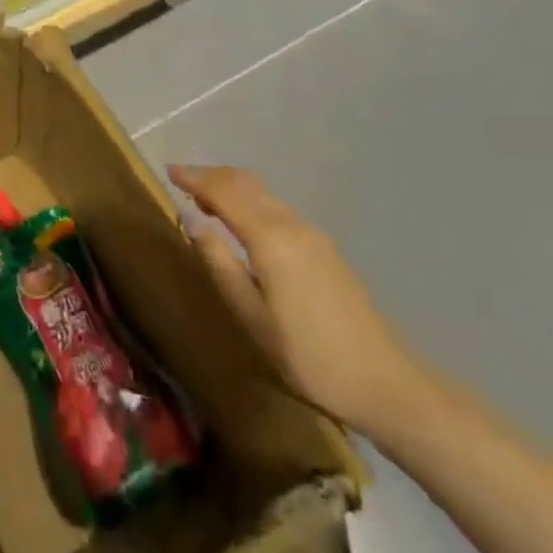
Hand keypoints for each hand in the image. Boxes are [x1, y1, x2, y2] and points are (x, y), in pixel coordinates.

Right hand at [171, 164, 419, 436]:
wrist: (384, 381)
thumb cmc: (309, 357)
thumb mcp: (253, 319)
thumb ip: (221, 265)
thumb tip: (193, 222)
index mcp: (271, 239)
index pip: (224, 192)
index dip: (195, 178)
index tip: (169, 171)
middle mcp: (291, 224)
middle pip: (246, 183)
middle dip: (212, 176)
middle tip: (183, 183)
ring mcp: (312, 233)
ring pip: (263, 193)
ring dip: (232, 188)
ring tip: (206, 201)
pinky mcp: (323, 247)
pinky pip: (276, 208)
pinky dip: (251, 202)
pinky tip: (243, 224)